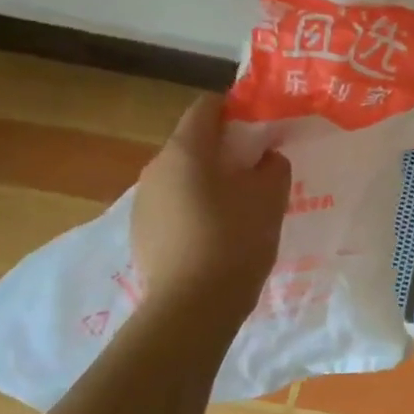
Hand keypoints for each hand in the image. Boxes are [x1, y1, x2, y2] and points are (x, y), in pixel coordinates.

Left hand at [132, 94, 290, 306]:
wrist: (193, 306)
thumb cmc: (235, 239)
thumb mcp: (271, 196)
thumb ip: (273, 166)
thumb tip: (265, 159)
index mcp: (186, 150)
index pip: (206, 107)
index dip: (235, 109)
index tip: (260, 128)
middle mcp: (156, 168)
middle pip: (193, 144)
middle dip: (224, 151)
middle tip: (257, 171)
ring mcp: (143, 202)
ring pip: (182, 178)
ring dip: (208, 183)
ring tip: (239, 208)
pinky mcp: (141, 233)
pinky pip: (173, 207)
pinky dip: (194, 210)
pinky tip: (216, 236)